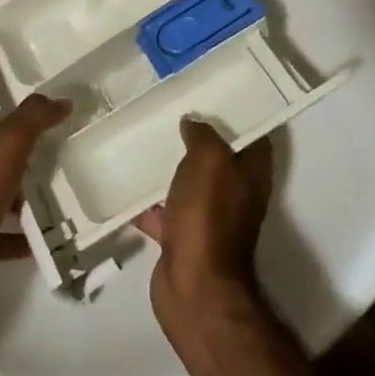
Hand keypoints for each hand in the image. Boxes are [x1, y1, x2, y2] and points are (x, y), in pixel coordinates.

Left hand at [0, 95, 71, 329]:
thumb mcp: (7, 142)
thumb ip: (34, 117)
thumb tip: (62, 101)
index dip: (17, 115)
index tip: (51, 118)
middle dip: (27, 157)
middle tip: (64, 156)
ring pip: (2, 195)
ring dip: (27, 197)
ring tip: (64, 194)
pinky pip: (5, 235)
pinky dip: (24, 236)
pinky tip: (50, 237)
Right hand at [133, 118, 273, 332]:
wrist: (194, 285)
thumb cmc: (208, 216)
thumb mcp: (210, 160)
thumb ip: (203, 135)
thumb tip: (192, 122)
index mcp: (250, 174)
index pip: (252, 134)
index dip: (237, 112)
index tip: (211, 90)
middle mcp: (234, 194)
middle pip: (218, 157)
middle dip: (197, 136)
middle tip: (170, 108)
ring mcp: (208, 218)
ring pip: (189, 182)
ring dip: (170, 166)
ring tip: (143, 138)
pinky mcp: (182, 237)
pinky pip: (162, 211)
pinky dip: (146, 201)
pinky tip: (123, 182)